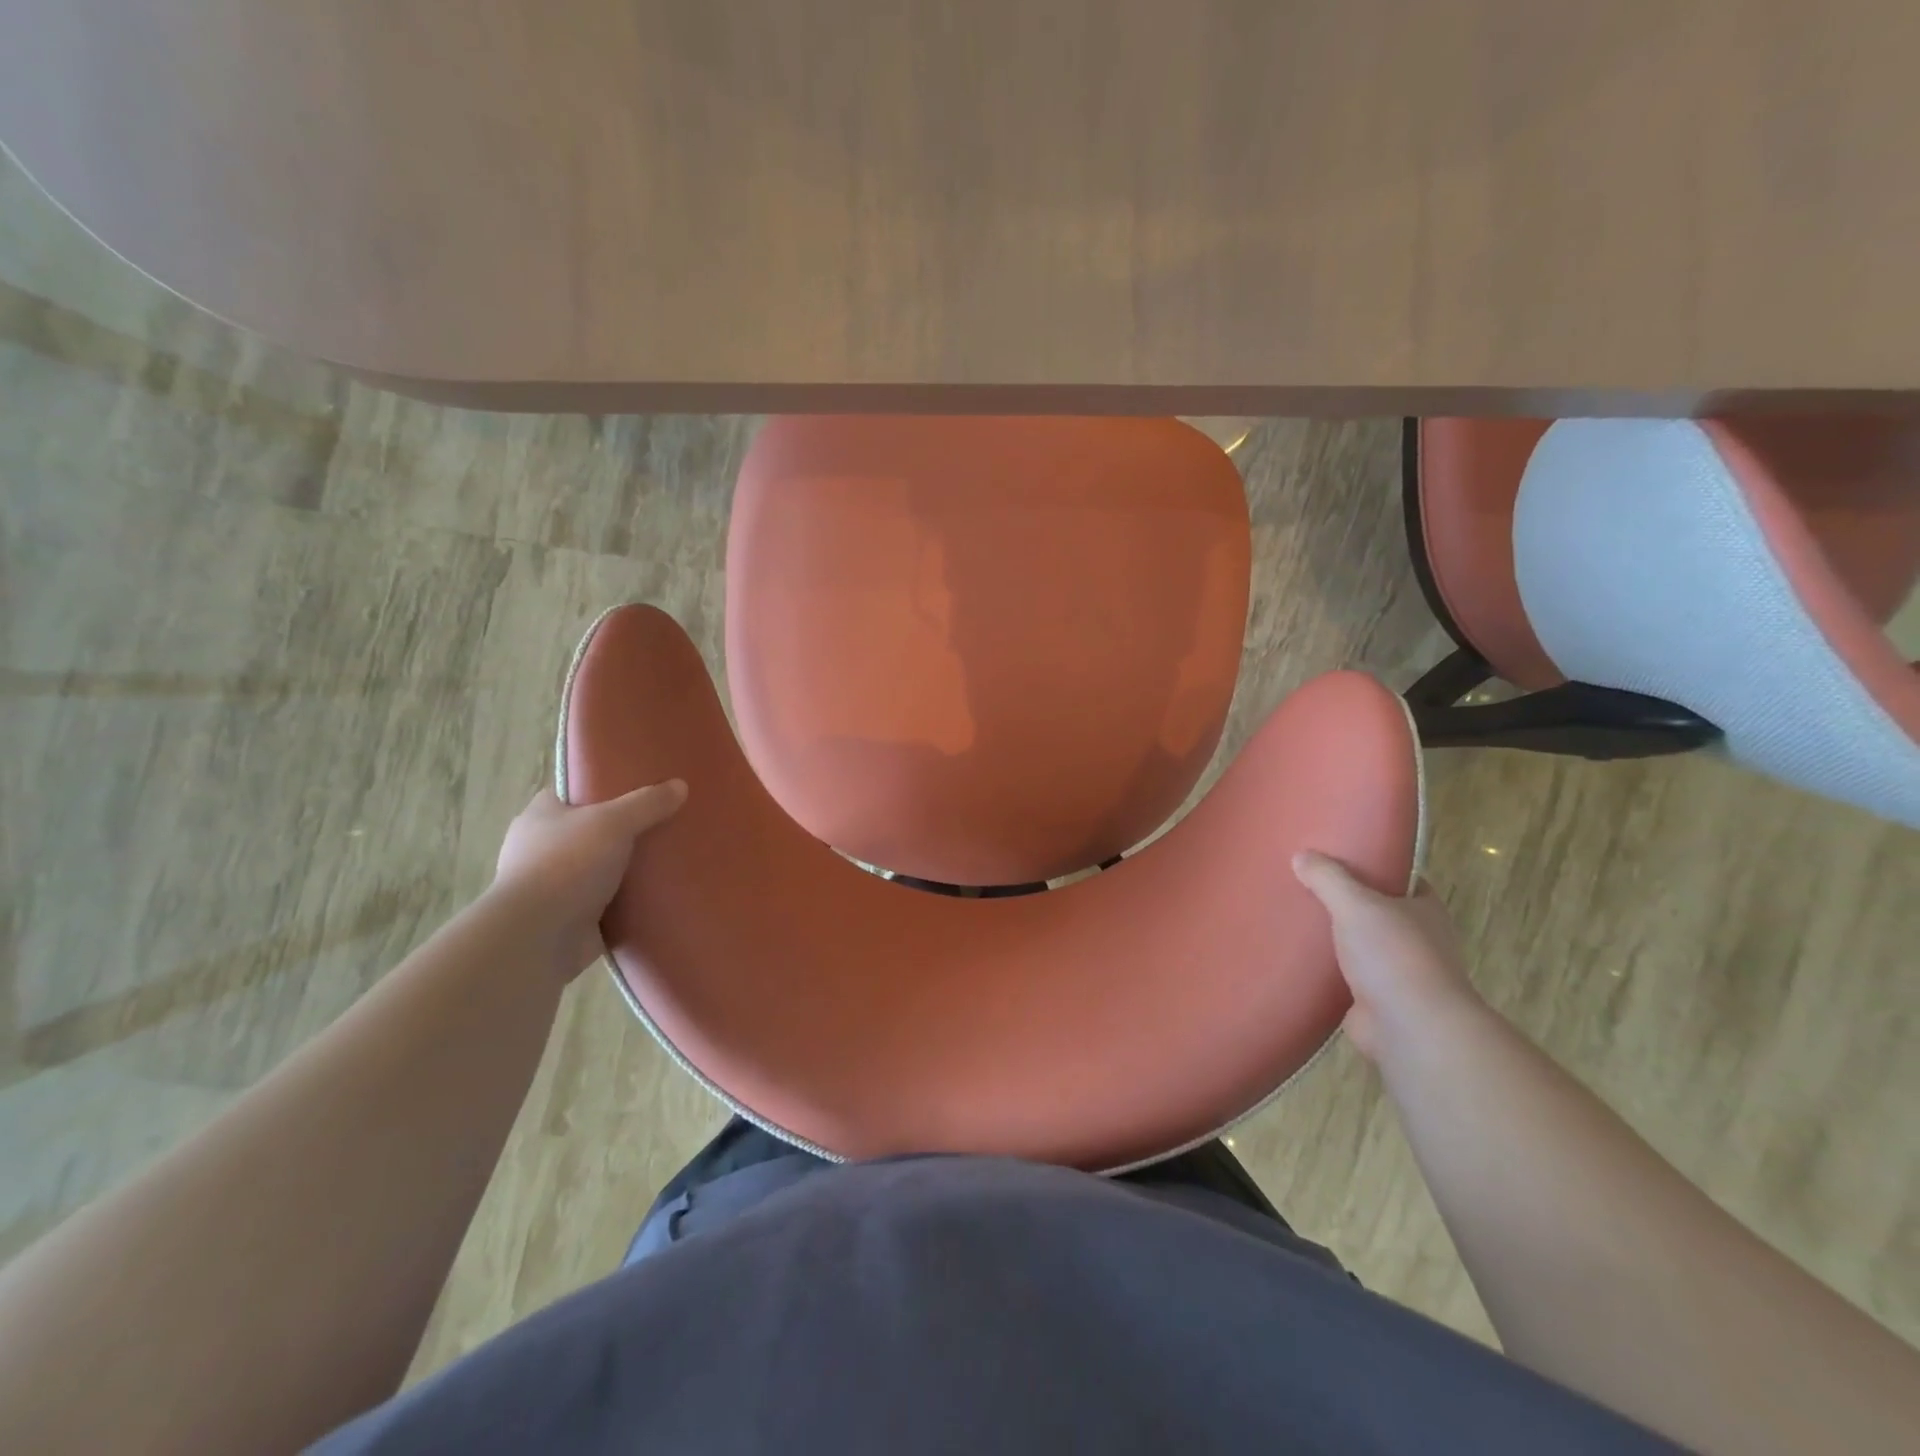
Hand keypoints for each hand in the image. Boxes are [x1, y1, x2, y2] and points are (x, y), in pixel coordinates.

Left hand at [493, 783, 686, 977]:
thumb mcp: (613, 822)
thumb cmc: (566, 865)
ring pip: (598, 867)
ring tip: (668, 858)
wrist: (538, 937)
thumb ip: (647, 803)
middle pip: (590, 830)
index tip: (636, 787)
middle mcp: (541, 848)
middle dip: (621, 830)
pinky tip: (658, 893)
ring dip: (625, 868)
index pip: (571, 792)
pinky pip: (606, 902)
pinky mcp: (568, 917)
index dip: (601, 787)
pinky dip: (627, 900)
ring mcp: (554, 885)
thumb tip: (680, 785)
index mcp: (540, 816)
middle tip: (662, 822)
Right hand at [1292, 851, 1482, 1062]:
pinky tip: (1298, 959)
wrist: (1411, 1028)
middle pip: (1380, 912)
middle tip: (1308, 887)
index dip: (1378, 868)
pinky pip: (1348, 976)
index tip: (1343, 859)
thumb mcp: (1356, 904)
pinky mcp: (1378, 1000)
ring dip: (1338, 939)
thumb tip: (1301, 855)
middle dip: (1350, 903)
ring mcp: (1400, 973)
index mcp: (1424, 910)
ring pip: (1363, 946)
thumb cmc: (1394, 955)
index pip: (1404, 880)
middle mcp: (1419, 939)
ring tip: (1296, 921)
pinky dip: (1328, 970)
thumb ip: (1329, 878)